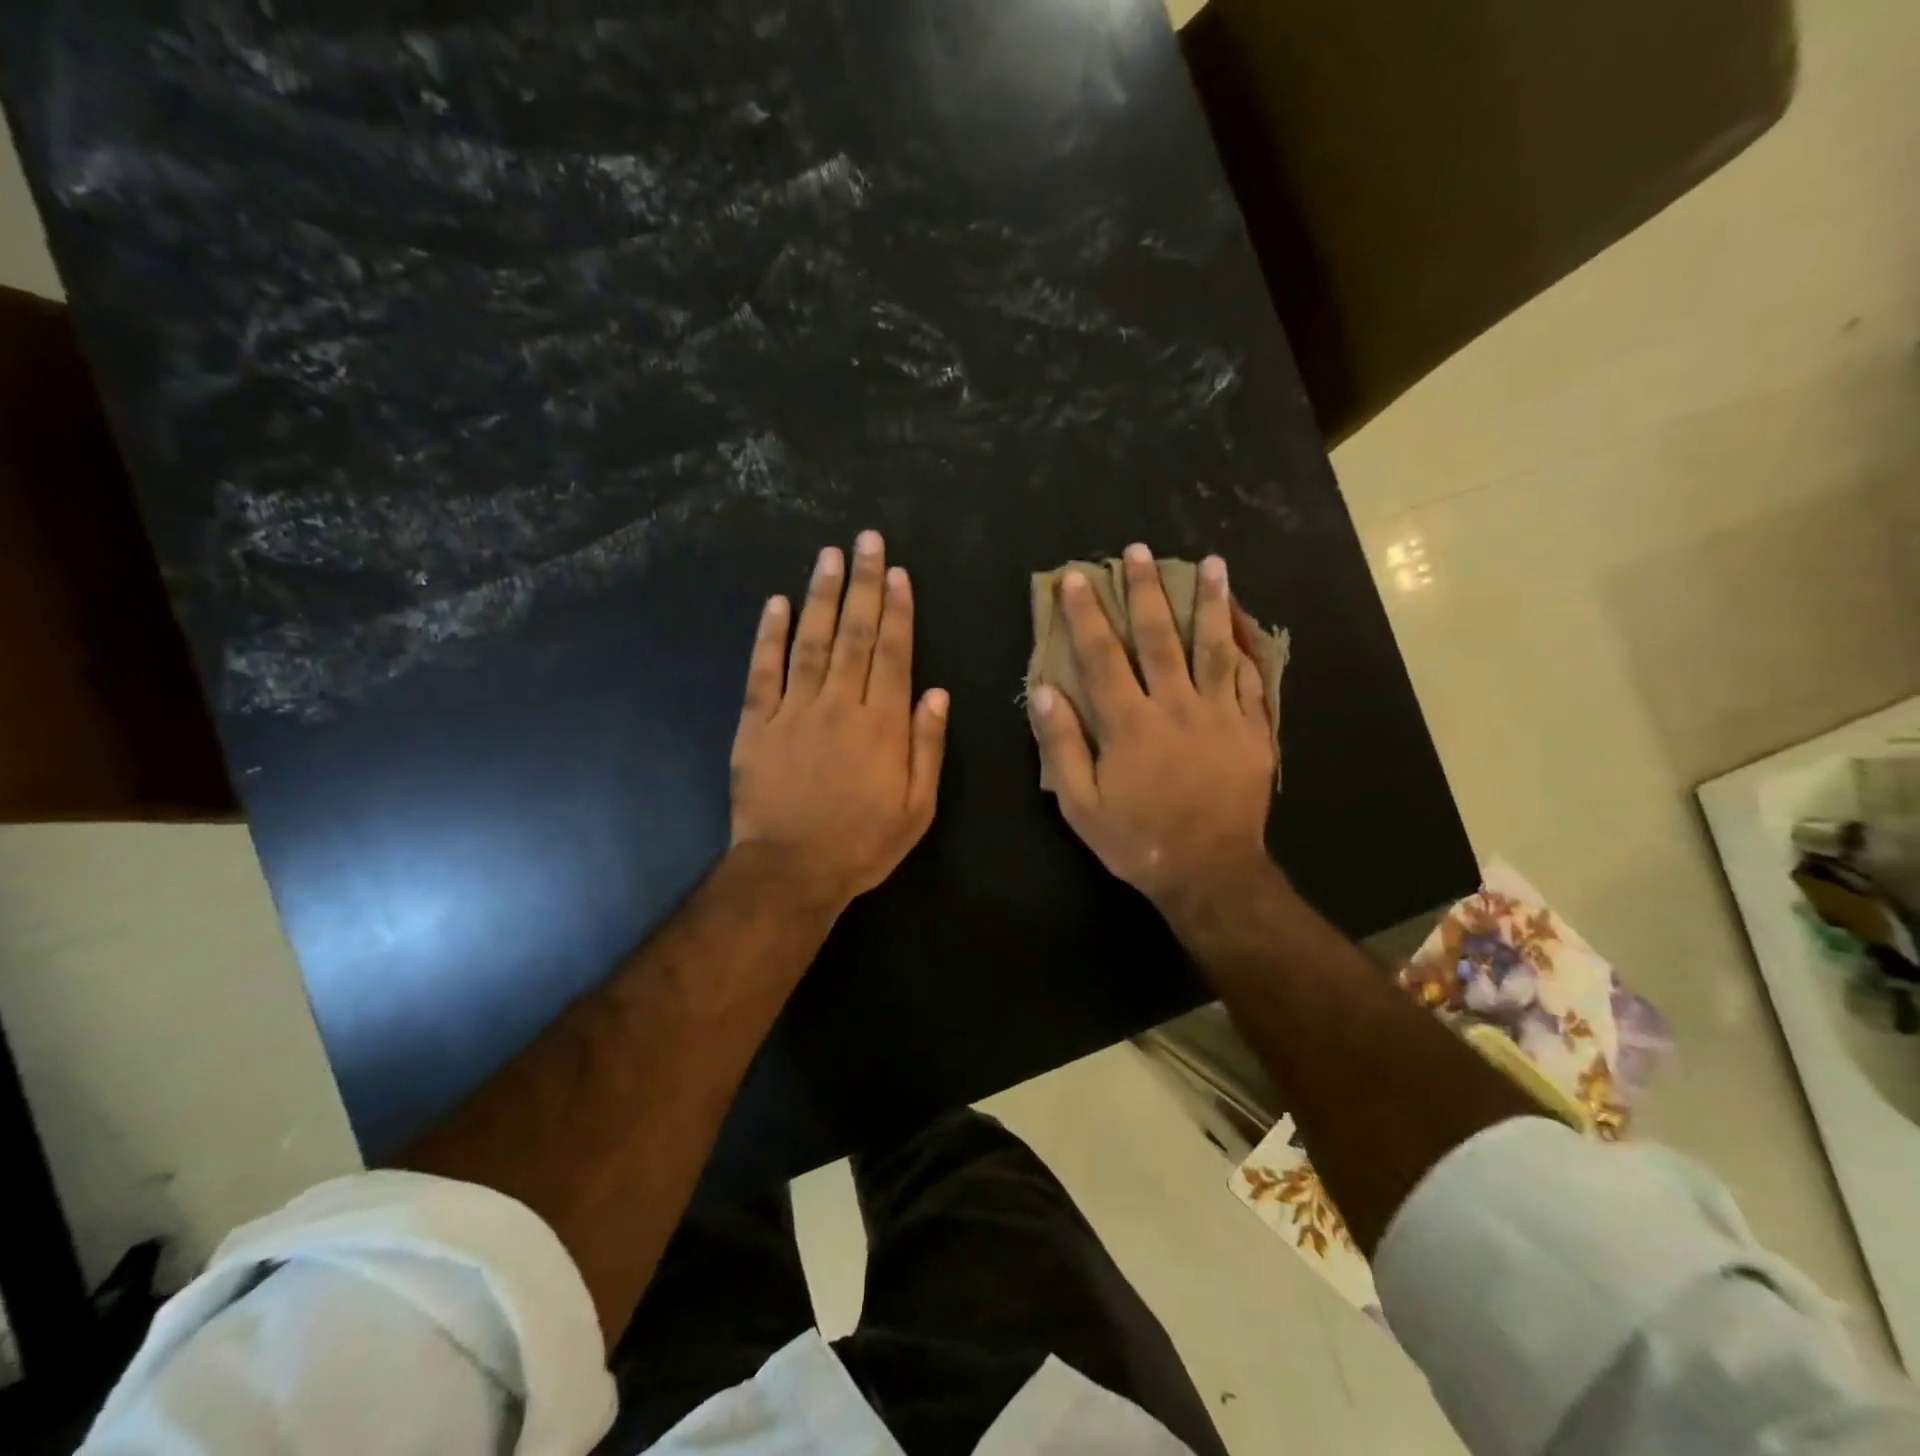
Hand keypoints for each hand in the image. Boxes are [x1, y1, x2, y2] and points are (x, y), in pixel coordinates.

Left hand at [729, 530, 948, 912]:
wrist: (791, 872)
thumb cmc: (862, 844)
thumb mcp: (916, 808)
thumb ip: (927, 747)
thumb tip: (936, 692)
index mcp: (882, 725)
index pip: (893, 654)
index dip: (897, 610)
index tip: (898, 573)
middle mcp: (839, 706)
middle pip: (855, 635)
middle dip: (863, 584)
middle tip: (866, 541)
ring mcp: (793, 712)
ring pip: (811, 642)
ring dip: (821, 597)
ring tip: (828, 556)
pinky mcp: (755, 725)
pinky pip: (762, 672)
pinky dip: (769, 636)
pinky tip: (777, 603)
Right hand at [1028, 544, 1275, 913]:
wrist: (1209, 871)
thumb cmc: (1137, 839)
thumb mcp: (1080, 804)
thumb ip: (1062, 744)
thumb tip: (1044, 690)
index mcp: (1129, 723)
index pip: (1103, 655)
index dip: (1086, 614)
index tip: (1077, 578)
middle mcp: (1176, 706)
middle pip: (1160, 637)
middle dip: (1147, 591)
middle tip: (1140, 551)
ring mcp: (1220, 715)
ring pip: (1214, 647)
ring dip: (1210, 602)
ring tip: (1212, 563)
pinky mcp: (1252, 730)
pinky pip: (1252, 681)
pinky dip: (1247, 649)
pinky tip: (1244, 624)